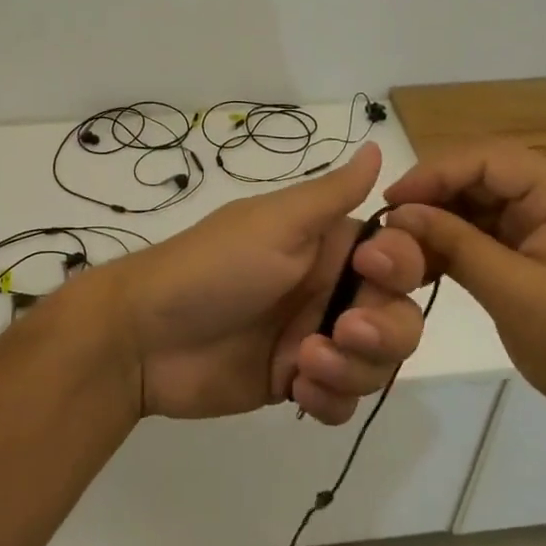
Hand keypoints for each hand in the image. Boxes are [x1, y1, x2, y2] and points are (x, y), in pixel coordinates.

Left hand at [109, 144, 429, 422]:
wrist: (144, 337)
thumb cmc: (213, 268)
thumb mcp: (275, 223)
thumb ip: (332, 193)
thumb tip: (378, 144)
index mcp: (329, 246)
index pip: (400, 255)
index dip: (401, 267)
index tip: (371, 272)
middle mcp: (330, 290)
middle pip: (400, 317)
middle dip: (384, 332)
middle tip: (343, 332)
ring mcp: (315, 339)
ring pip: (377, 363)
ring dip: (353, 369)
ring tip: (304, 364)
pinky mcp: (296, 382)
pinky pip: (343, 401)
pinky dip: (330, 400)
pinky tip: (295, 390)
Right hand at [385, 141, 545, 443]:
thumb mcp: (513, 291)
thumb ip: (455, 244)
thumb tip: (398, 214)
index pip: (486, 159)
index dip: (433, 173)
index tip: (390, 202)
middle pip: (479, 176)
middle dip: (432, 198)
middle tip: (388, 227)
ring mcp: (545, 223)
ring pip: (476, 204)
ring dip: (437, 222)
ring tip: (399, 248)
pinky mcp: (534, 250)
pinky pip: (484, 232)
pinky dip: (452, 244)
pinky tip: (421, 263)